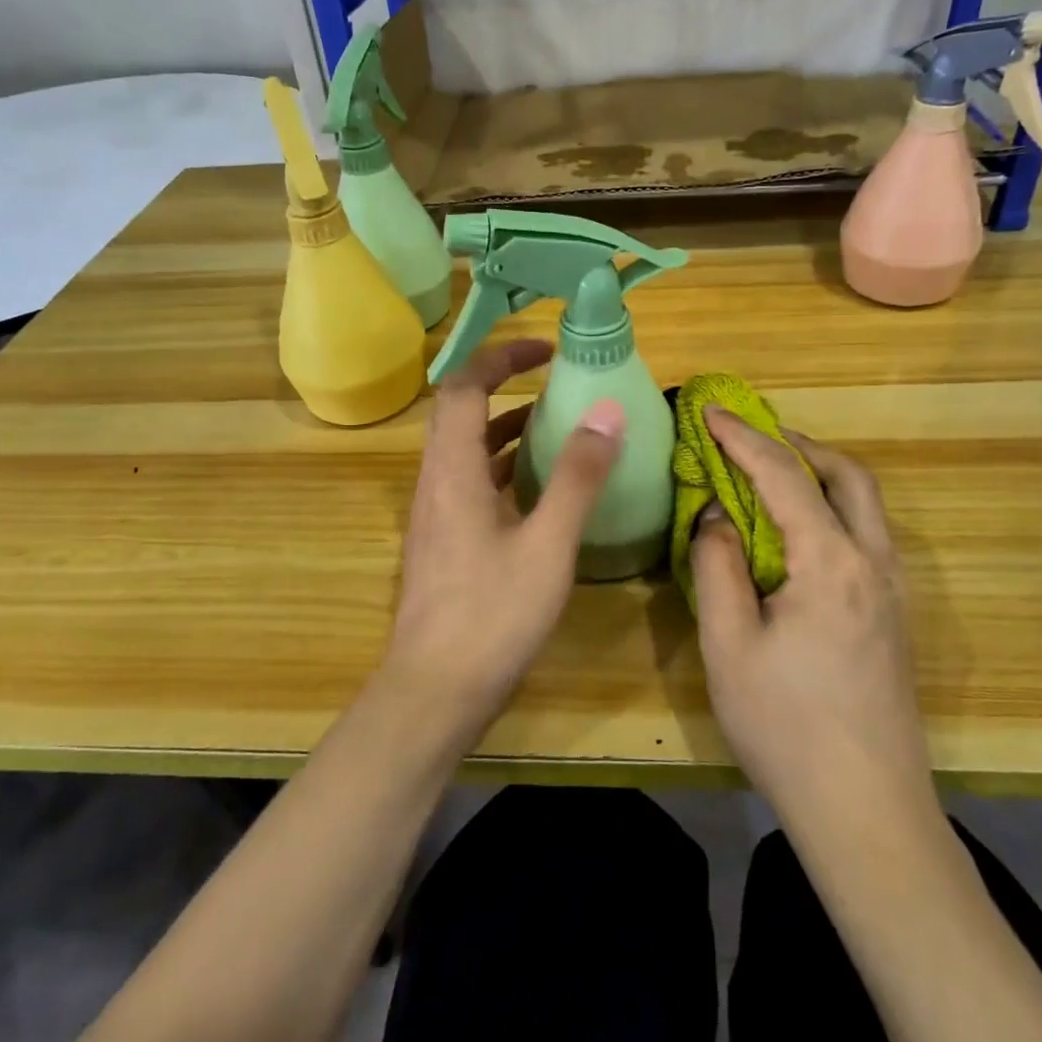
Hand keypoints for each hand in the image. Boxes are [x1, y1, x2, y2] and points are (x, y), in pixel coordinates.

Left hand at [382, 339, 623, 740]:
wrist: (434, 692)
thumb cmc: (492, 615)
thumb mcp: (547, 544)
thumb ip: (577, 476)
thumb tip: (606, 410)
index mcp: (452, 470)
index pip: (464, 387)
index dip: (500, 357)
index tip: (545, 349)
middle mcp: (435, 481)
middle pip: (459, 411)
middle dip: (502, 384)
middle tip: (551, 379)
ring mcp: (435, 513)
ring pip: (464, 449)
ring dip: (503, 428)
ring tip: (554, 425)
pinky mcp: (443, 540)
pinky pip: (469, 481)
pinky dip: (501, 467)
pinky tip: (537, 488)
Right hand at [689, 408, 934, 818]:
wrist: (868, 814)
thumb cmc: (787, 728)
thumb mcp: (730, 645)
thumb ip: (718, 566)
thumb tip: (715, 516)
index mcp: (831, 563)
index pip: (784, 477)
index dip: (743, 438)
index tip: (709, 412)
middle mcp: (874, 563)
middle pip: (847, 475)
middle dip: (797, 444)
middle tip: (750, 436)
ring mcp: (892, 591)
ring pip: (865, 503)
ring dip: (819, 473)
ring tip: (770, 472)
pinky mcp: (894, 617)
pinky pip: (866, 534)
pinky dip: (832, 507)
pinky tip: (799, 530)